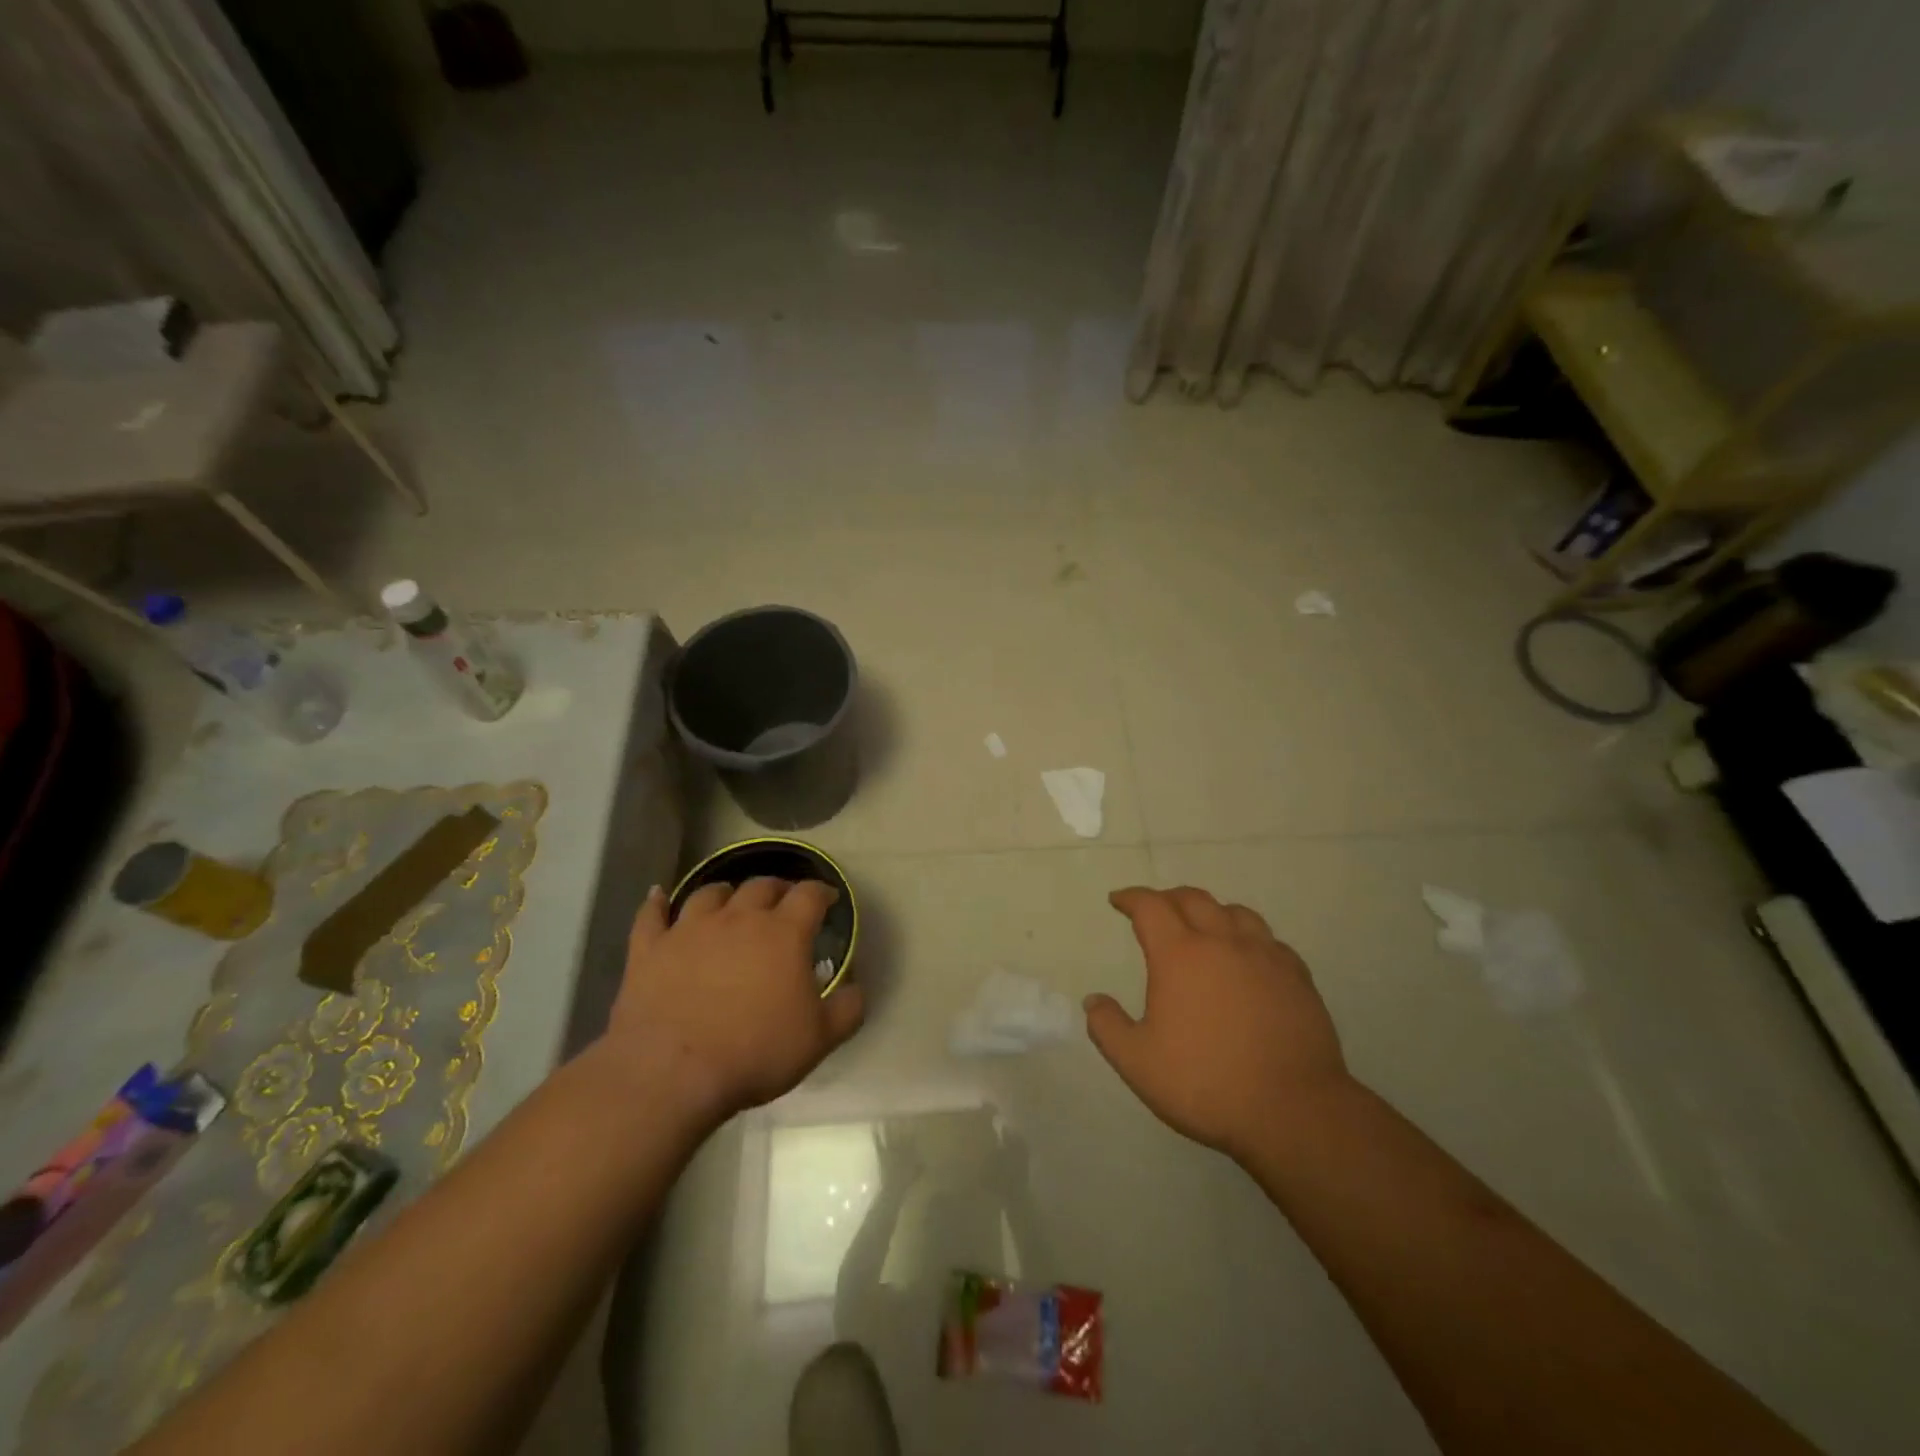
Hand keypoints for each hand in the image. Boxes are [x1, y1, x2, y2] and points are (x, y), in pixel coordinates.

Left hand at [608, 879, 864, 1122]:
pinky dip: (656, 903)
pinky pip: (651, 915)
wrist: (672, 1072)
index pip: (809, 896)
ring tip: (731, 899)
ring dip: (726, 892)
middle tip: (783, 900)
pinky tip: (657, 896)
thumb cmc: (755, 1052)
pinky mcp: (650, 949)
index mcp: (783, 933)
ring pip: (710, 893)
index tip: (829, 899)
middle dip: (777, 888)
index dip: (822, 892)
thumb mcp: (819, 1039)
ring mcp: (689, 929)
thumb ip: (847, 1009)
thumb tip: (857, 988)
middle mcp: (738, 918)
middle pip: (761, 886)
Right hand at [1084, 886, 1347, 1161]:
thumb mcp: (1137, 1063)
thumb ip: (1108, 1027)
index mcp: (1179, 954)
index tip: (1119, 900)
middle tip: (1156, 910)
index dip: (1131, 898)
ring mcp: (1265, 956)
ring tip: (1203, 926)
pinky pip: (1270, 940)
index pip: (1150, 906)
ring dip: (1212, 911)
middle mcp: (1222, 942)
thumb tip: (1093, 1001)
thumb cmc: (1206, 1083)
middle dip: (1168, 898)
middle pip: (1193, 899)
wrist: (1293, 1110)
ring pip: (1236, 912)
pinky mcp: (1297, 977)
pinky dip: (1249, 938)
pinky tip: (1249, 957)